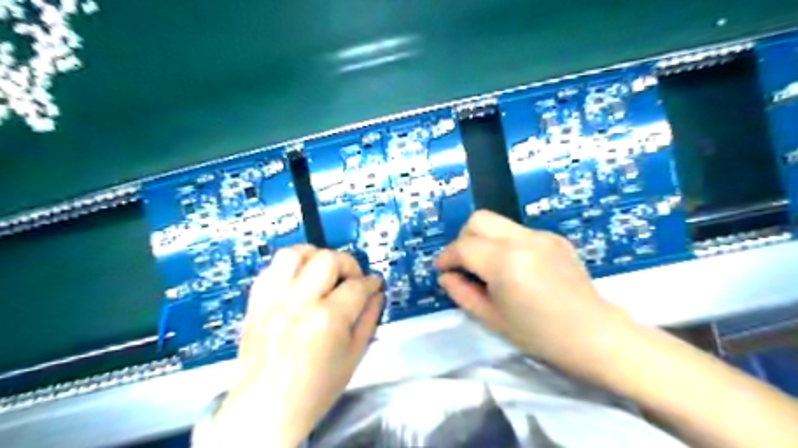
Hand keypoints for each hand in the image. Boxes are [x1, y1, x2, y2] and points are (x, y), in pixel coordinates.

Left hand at [216, 247, 382, 446]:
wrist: (266, 410)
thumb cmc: (315, 390)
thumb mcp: (353, 356)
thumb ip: (369, 319)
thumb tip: (377, 294)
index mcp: (327, 320)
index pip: (357, 286)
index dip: (371, 283)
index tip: (375, 284)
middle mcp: (298, 303)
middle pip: (328, 259)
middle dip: (348, 264)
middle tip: (352, 279)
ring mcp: (273, 300)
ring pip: (295, 254)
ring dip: (315, 256)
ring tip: (324, 272)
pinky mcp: (256, 302)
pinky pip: (271, 268)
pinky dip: (291, 267)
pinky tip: (300, 280)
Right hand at [434, 211, 633, 376]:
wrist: (595, 335)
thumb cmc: (539, 335)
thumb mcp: (491, 318)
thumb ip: (461, 292)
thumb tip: (446, 275)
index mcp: (505, 262)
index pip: (463, 247)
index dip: (446, 257)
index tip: (441, 270)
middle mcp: (522, 239)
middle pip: (478, 219)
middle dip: (463, 239)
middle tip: (464, 264)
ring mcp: (541, 235)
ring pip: (498, 223)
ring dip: (484, 240)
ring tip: (489, 267)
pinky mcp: (554, 238)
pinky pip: (518, 232)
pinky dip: (506, 244)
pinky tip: (517, 268)